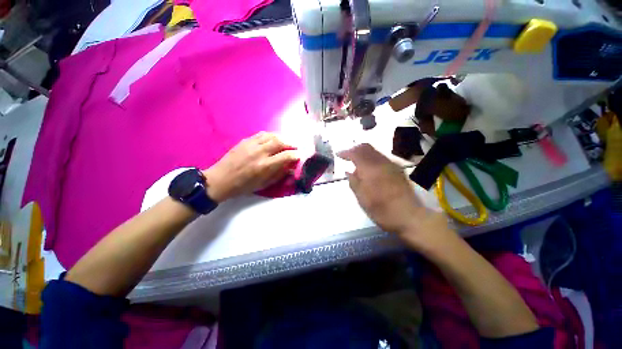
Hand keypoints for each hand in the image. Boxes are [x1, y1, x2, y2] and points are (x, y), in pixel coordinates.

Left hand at [203, 132, 298, 201]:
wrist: (221, 179)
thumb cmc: (244, 186)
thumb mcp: (264, 184)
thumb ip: (279, 175)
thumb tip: (291, 168)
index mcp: (265, 166)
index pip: (286, 156)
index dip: (295, 155)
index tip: (298, 156)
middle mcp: (260, 152)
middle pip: (280, 142)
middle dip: (290, 144)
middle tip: (294, 147)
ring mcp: (252, 144)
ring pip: (271, 136)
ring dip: (282, 138)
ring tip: (285, 142)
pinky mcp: (245, 141)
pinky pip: (261, 134)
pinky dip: (270, 136)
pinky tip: (272, 139)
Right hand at [338, 144, 453, 248]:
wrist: (411, 217)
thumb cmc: (383, 210)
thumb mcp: (363, 200)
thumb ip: (354, 183)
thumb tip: (348, 171)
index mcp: (371, 169)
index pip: (356, 153)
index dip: (346, 152)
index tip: (338, 155)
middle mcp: (382, 163)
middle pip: (366, 147)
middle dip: (354, 149)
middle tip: (347, 157)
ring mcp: (392, 165)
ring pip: (374, 151)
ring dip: (363, 154)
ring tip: (356, 165)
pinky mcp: (398, 170)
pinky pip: (381, 158)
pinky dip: (371, 159)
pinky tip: (369, 170)